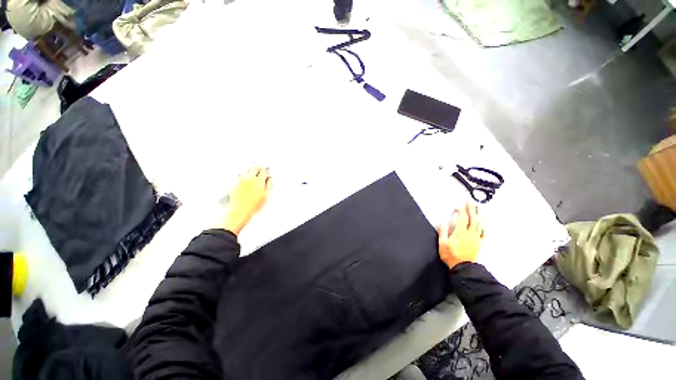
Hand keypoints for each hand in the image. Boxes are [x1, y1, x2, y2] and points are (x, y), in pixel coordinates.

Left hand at [222, 165, 272, 234]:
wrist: (239, 211)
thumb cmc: (253, 205)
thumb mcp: (266, 196)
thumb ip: (269, 186)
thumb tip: (269, 179)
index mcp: (259, 181)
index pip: (263, 171)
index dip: (266, 168)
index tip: (266, 168)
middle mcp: (249, 178)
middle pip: (254, 167)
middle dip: (258, 166)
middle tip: (260, 166)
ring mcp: (241, 180)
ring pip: (246, 169)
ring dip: (250, 169)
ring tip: (253, 169)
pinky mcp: (234, 183)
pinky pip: (239, 174)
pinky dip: (243, 173)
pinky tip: (244, 175)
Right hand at [438, 202, 483, 269]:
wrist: (463, 268)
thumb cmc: (450, 255)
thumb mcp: (442, 244)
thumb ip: (443, 232)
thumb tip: (443, 221)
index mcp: (460, 232)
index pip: (462, 218)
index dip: (462, 210)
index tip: (461, 204)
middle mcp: (470, 233)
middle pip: (472, 219)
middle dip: (471, 209)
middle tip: (470, 201)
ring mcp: (476, 238)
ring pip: (479, 224)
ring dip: (478, 215)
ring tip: (477, 208)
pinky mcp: (479, 243)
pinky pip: (483, 233)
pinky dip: (483, 226)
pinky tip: (483, 223)